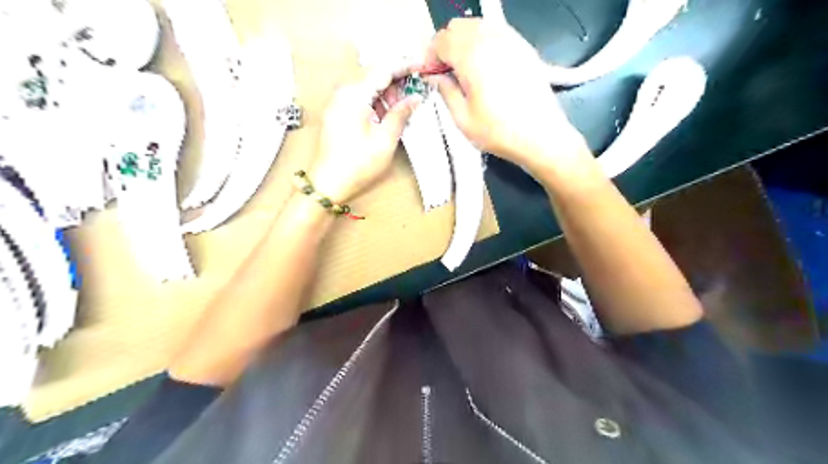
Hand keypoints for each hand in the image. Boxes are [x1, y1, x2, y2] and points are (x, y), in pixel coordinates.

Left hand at [308, 66, 420, 202]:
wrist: (328, 184)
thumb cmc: (357, 165)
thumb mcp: (385, 140)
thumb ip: (400, 114)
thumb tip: (414, 98)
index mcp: (354, 94)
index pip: (384, 69)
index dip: (405, 66)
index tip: (422, 67)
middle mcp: (343, 92)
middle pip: (374, 75)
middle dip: (397, 82)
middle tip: (414, 95)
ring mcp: (338, 101)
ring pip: (367, 86)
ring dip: (387, 94)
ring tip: (401, 110)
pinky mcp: (337, 112)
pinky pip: (360, 98)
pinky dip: (376, 102)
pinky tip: (386, 116)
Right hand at [423, 18, 592, 176]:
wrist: (541, 136)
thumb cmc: (500, 132)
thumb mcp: (462, 119)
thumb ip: (445, 92)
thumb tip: (435, 77)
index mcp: (472, 56)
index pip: (441, 40)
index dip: (431, 57)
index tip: (430, 74)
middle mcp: (491, 40)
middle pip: (458, 27)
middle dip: (446, 46)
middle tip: (444, 72)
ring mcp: (511, 41)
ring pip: (478, 25)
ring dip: (464, 42)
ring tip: (463, 69)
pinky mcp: (524, 48)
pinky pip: (496, 32)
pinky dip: (483, 42)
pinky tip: (484, 66)